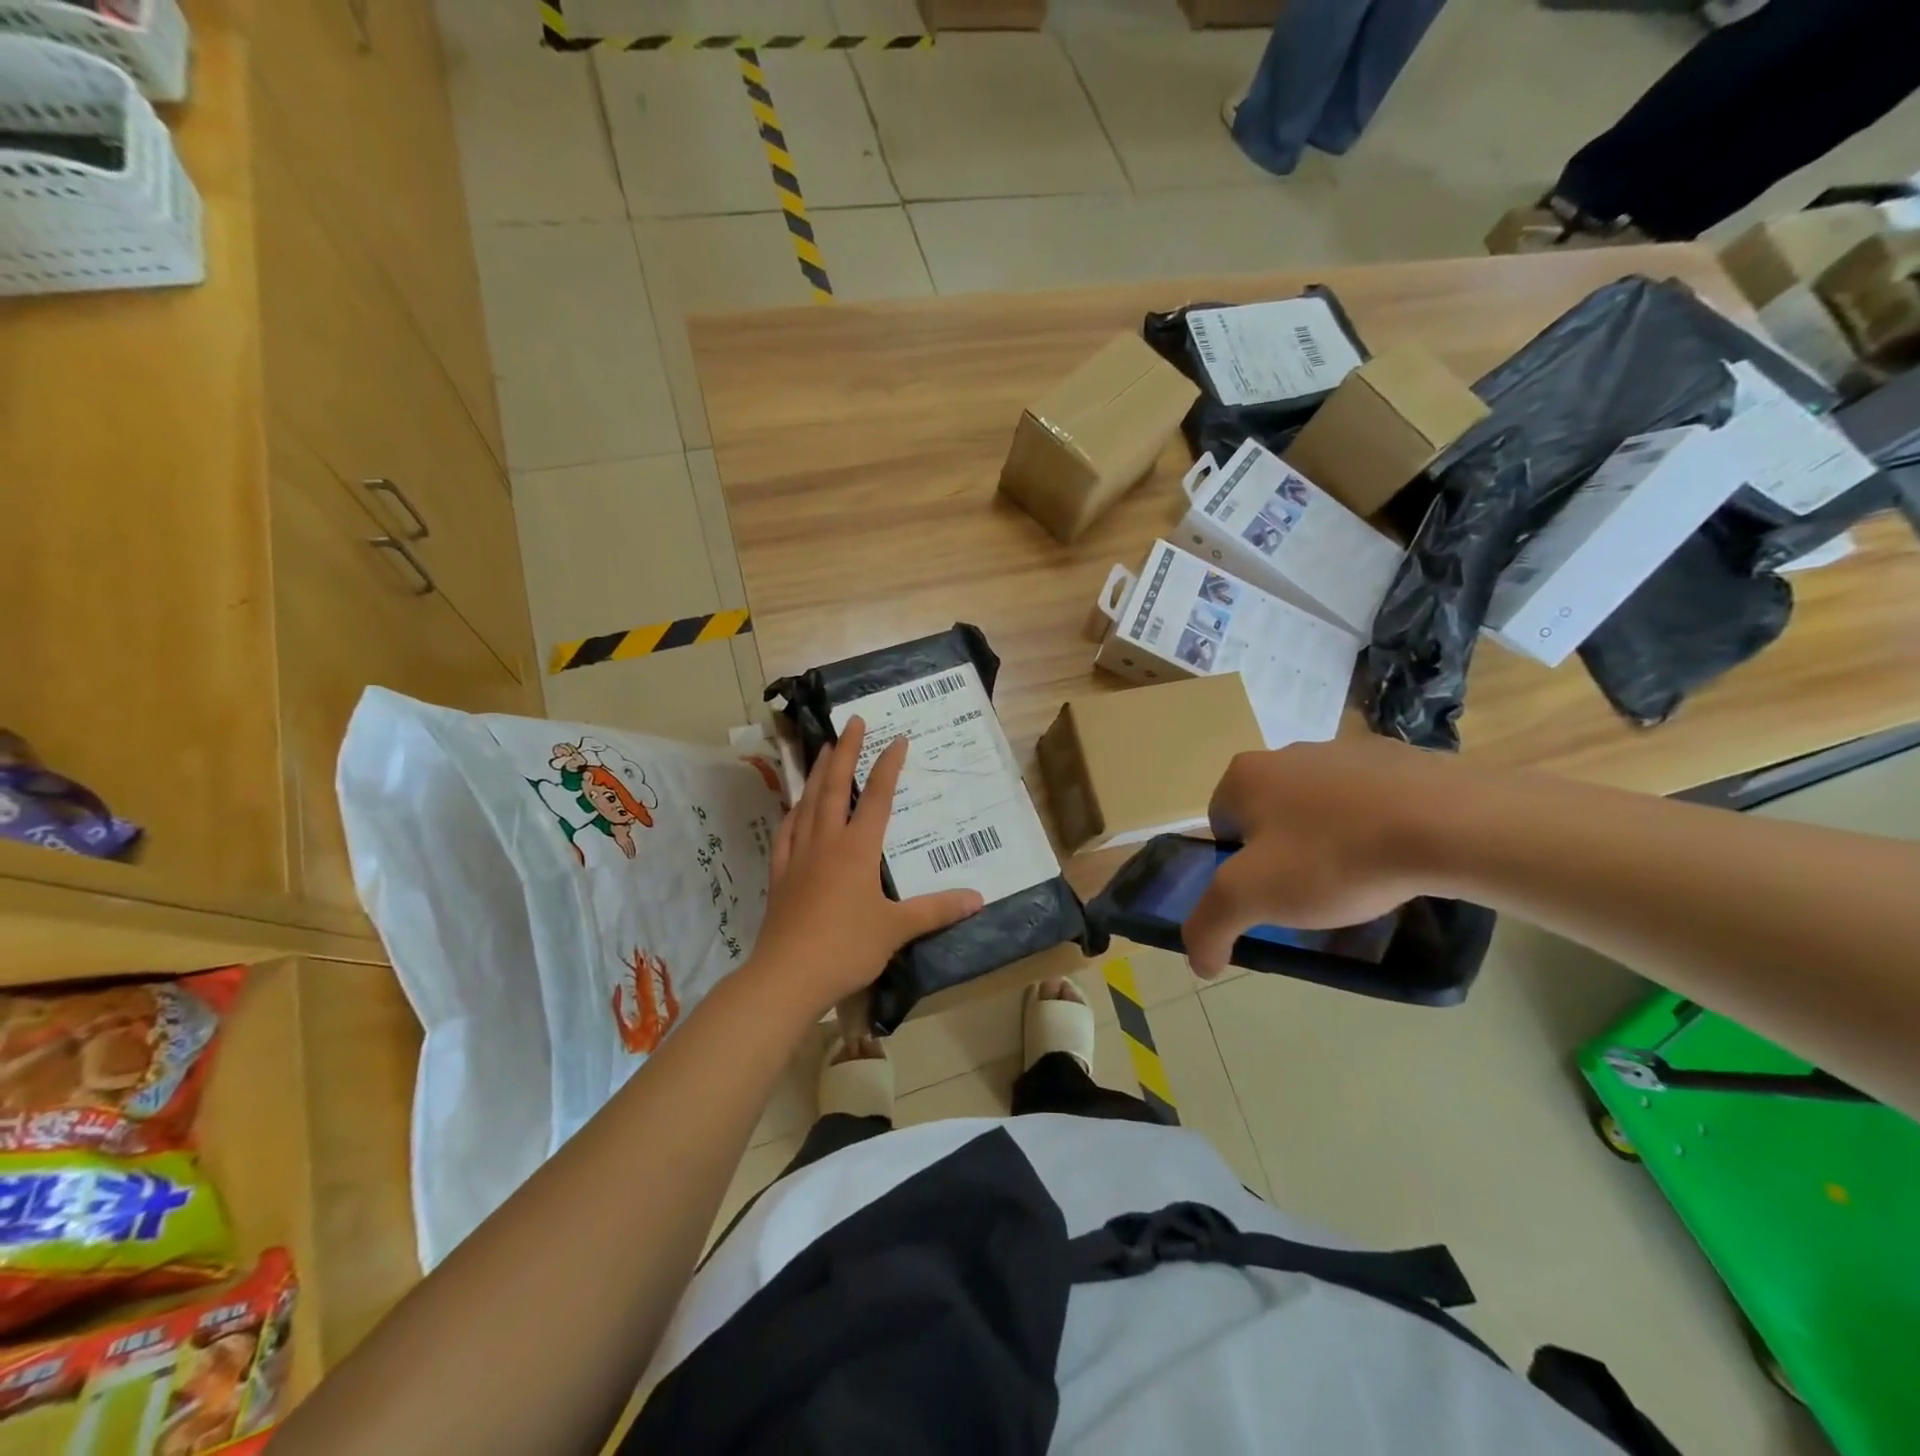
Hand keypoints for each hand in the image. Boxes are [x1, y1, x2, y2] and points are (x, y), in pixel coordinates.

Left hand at [746, 718, 983, 1017]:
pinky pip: (787, 832)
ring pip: (807, 802)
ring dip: (817, 773)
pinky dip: (793, 812)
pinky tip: (795, 807)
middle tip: (851, 722)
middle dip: (845, 751)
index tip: (896, 738)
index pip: (877, 797)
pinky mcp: (780, 874)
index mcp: (857, 849)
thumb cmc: (846, 947)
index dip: (888, 765)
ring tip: (823, 750)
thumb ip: (936, 910)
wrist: (787, 976)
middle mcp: (826, 842)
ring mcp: (799, 855)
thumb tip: (978, 898)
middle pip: (835, 786)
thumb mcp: (897, 929)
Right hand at [1182, 737, 1452, 977]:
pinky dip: (1372, 824)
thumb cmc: (1334, 857)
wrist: (1449, 825)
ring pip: (1319, 806)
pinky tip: (1395, 854)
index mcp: (1245, 775)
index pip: (1221, 826)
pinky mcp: (1397, 757)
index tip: (1270, 893)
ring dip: (1327, 838)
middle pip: (1269, 815)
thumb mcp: (1252, 898)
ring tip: (1360, 877)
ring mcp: (1345, 750)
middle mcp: (1286, 752)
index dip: (1237, 866)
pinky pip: (1368, 799)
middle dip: (1282, 852)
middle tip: (1312, 891)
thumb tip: (1198, 960)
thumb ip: (1209, 926)